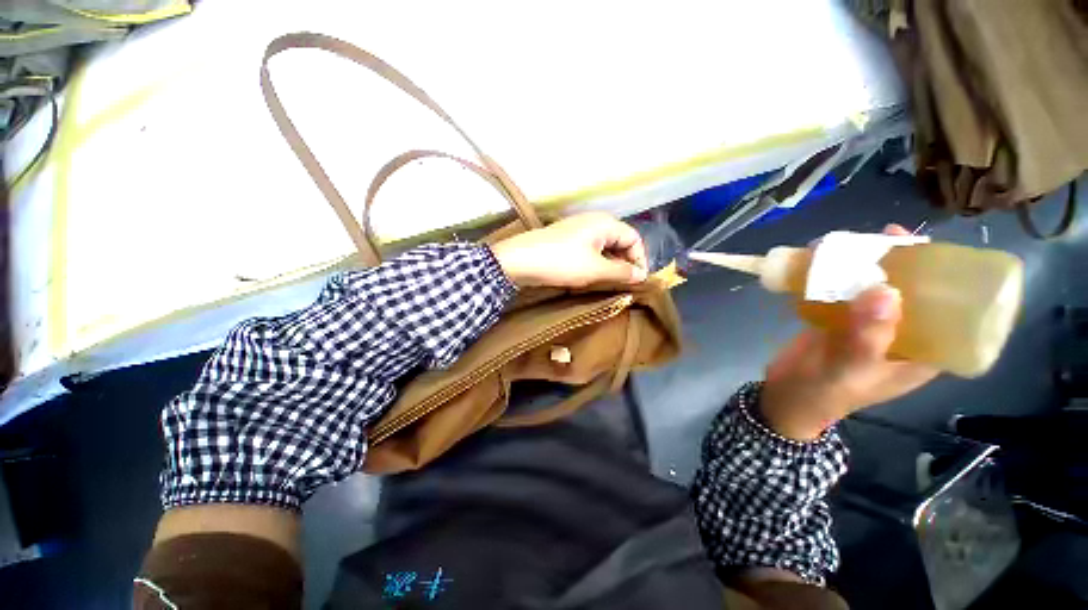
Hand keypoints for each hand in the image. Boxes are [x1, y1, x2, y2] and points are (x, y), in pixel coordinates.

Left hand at [490, 212, 648, 287]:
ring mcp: (578, 229)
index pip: (634, 238)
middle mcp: (594, 221)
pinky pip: (590, 249)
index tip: (638, 281)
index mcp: (605, 223)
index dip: (640, 259)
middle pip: (620, 241)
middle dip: (624, 262)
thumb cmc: (562, 262)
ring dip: (610, 264)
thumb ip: (621, 272)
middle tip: (623, 284)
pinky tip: (591, 276)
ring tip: (608, 283)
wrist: (519, 260)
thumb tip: (642, 275)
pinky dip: (596, 262)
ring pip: (604, 246)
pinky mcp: (567, 239)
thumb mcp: (595, 270)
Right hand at [759, 225, 938, 440]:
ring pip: (874, 288)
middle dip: (901, 263)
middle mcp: (902, 335)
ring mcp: (868, 326)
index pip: (951, 311)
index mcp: (922, 352)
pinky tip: (823, 261)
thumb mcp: (849, 371)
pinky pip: (844, 293)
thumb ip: (867, 337)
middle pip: (911, 292)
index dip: (946, 278)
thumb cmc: (823, 394)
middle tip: (884, 237)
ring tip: (848, 244)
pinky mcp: (839, 320)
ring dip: (864, 265)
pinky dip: (835, 276)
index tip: (928, 249)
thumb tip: (886, 289)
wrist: (783, 397)